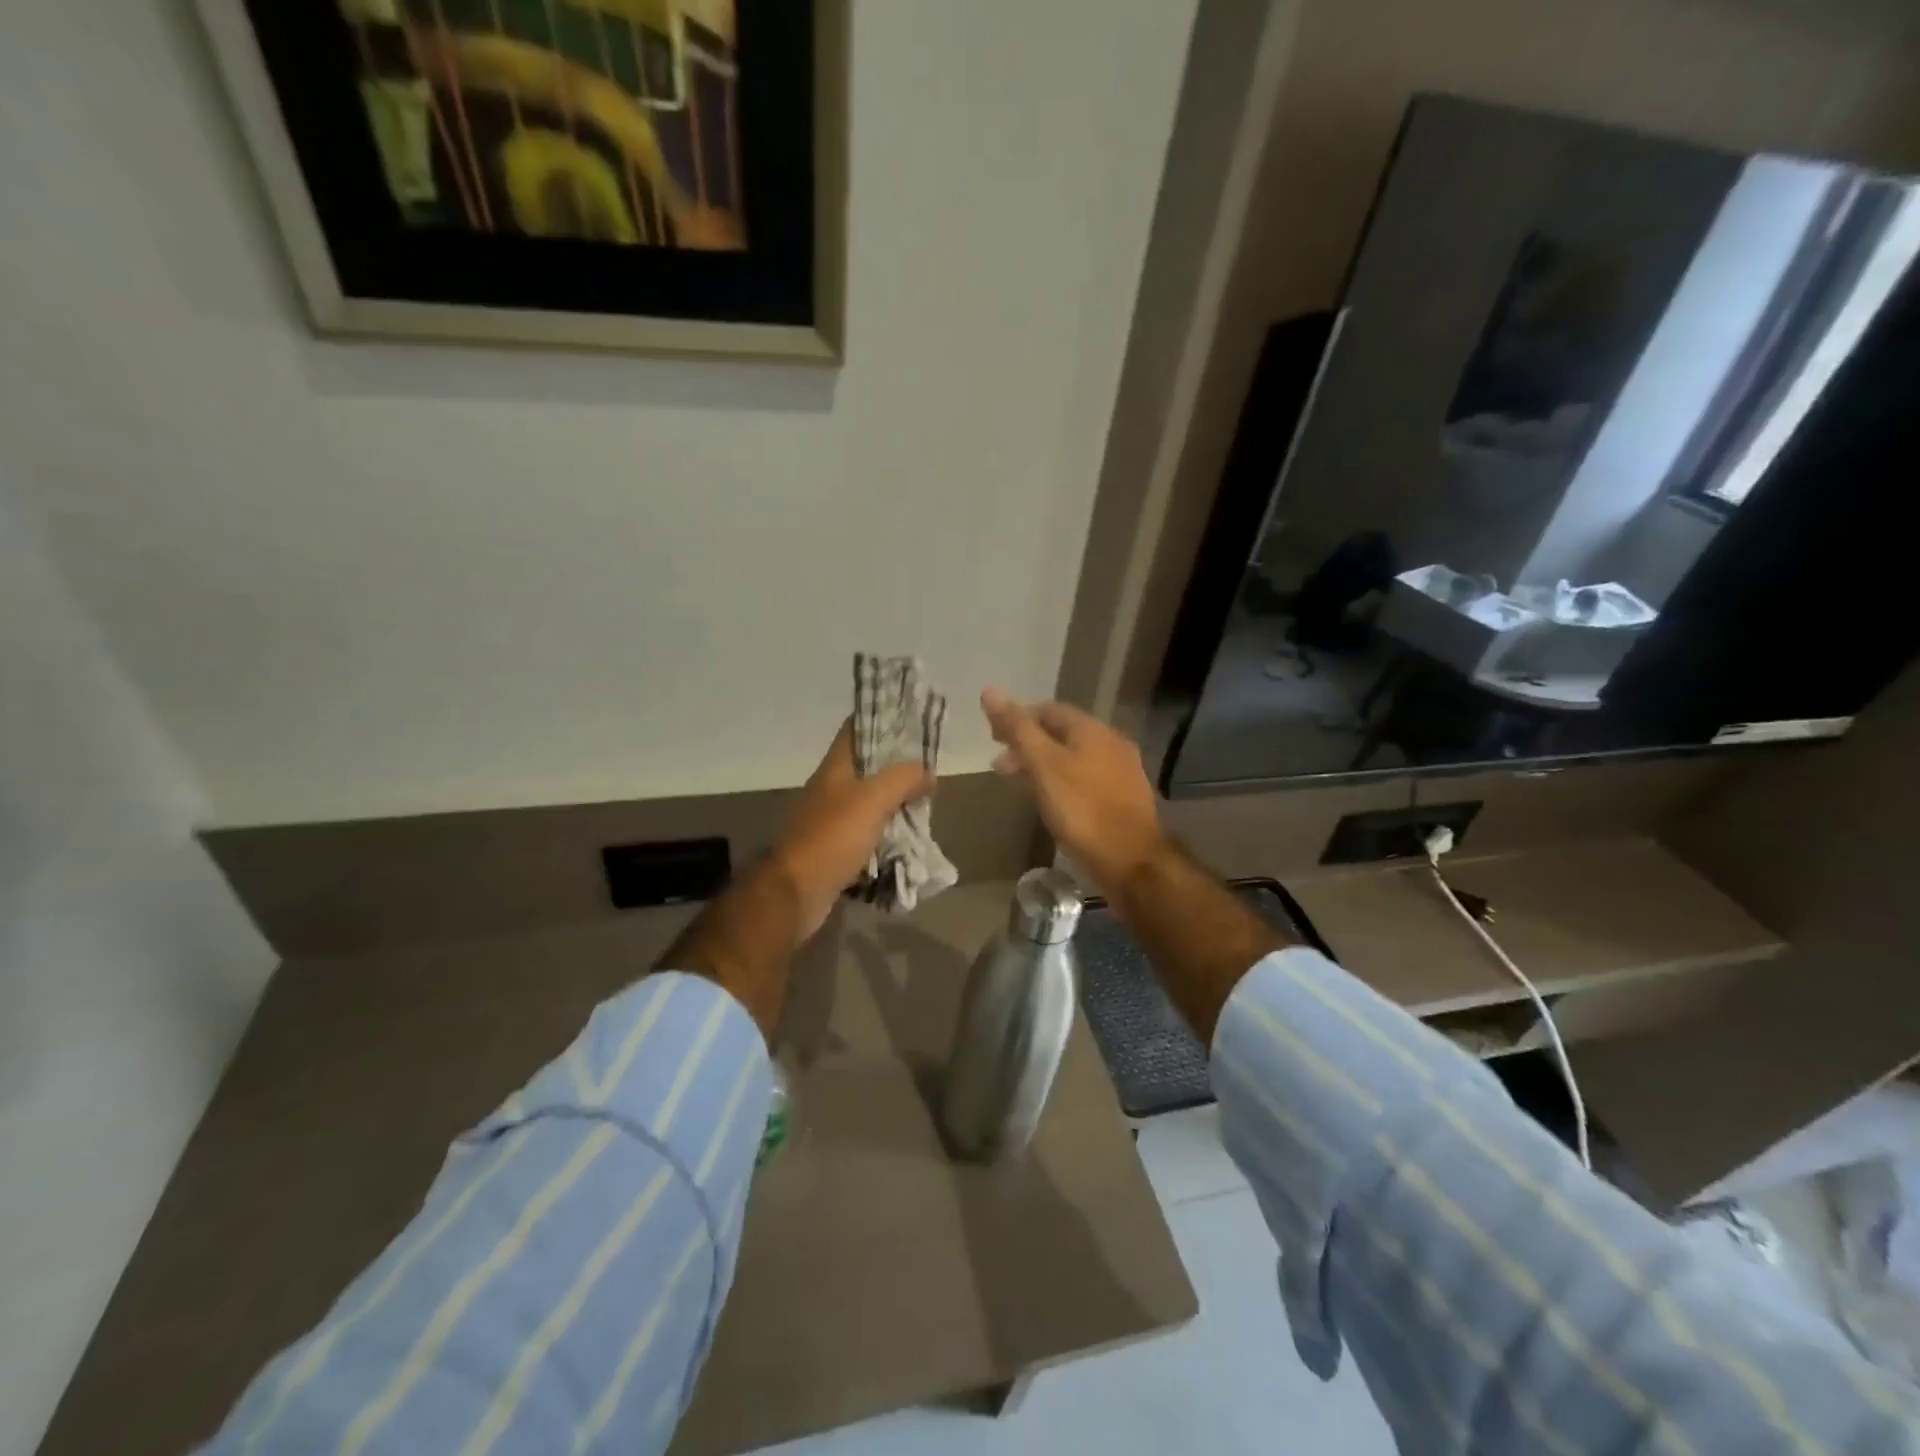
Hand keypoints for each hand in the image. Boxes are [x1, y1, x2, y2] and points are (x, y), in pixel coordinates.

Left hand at [769, 721, 932, 940]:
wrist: (797, 892)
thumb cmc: (833, 837)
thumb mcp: (874, 799)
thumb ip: (903, 779)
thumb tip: (927, 772)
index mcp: (835, 768)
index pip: (856, 729)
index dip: (882, 719)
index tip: (912, 720)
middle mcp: (830, 789)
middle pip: (867, 768)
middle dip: (898, 768)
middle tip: (929, 771)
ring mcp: (830, 820)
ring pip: (869, 803)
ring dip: (895, 804)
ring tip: (925, 805)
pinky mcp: (835, 849)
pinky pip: (867, 835)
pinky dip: (886, 835)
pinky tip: (908, 840)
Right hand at [980, 688, 1165, 897]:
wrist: (1131, 861)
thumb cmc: (1083, 809)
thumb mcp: (1043, 765)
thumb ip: (1018, 729)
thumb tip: (990, 691)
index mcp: (1092, 730)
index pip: (1049, 710)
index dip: (1018, 718)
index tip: (993, 737)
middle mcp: (1111, 743)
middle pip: (1062, 733)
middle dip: (1028, 744)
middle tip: (1000, 765)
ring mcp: (1121, 772)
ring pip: (1073, 758)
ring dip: (1043, 765)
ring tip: (1019, 785)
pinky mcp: (1123, 799)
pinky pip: (1085, 779)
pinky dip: (1061, 782)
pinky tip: (1050, 801)